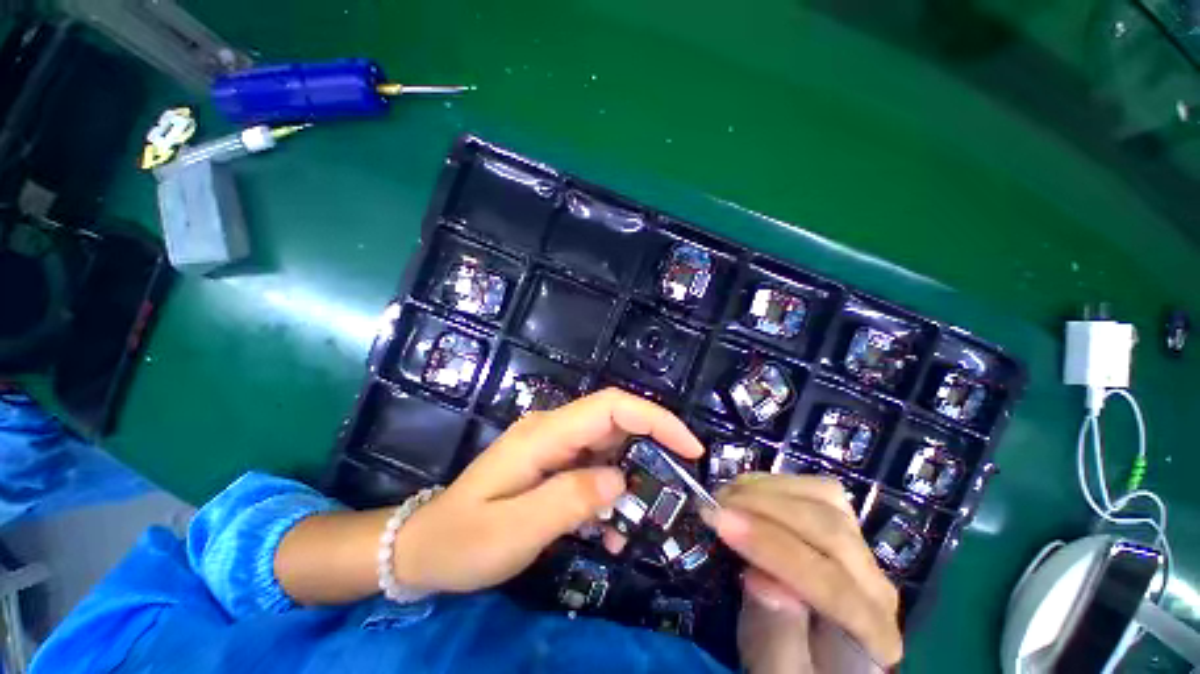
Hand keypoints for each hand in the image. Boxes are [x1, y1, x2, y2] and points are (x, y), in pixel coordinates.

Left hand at [391, 388, 704, 592]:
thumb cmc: (462, 541)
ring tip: (632, 524)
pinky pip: (595, 468)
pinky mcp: (554, 464)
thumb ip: (569, 501)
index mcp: (544, 433)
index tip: (690, 448)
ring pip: (610, 448)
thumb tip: (619, 480)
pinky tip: (607, 528)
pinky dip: (611, 493)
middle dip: (652, 449)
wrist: (424, 548)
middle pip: (615, 422)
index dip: (655, 419)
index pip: (611, 407)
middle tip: (675, 489)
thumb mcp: (515, 530)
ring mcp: (554, 446)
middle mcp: (553, 430)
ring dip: (631, 480)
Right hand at [705, 474, 902, 667]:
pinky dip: (776, 483)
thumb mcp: (776, 671)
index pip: (830, 584)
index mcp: (872, 635)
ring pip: (827, 501)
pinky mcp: (843, 527)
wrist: (817, 660)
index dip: (770, 547)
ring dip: (769, 490)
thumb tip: (763, 580)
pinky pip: (816, 489)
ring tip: (726, 494)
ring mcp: (862, 550)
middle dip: (764, 509)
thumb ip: (776, 637)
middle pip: (831, 531)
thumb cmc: (794, 669)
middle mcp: (877, 586)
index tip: (719, 521)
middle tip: (715, 502)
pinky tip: (746, 489)